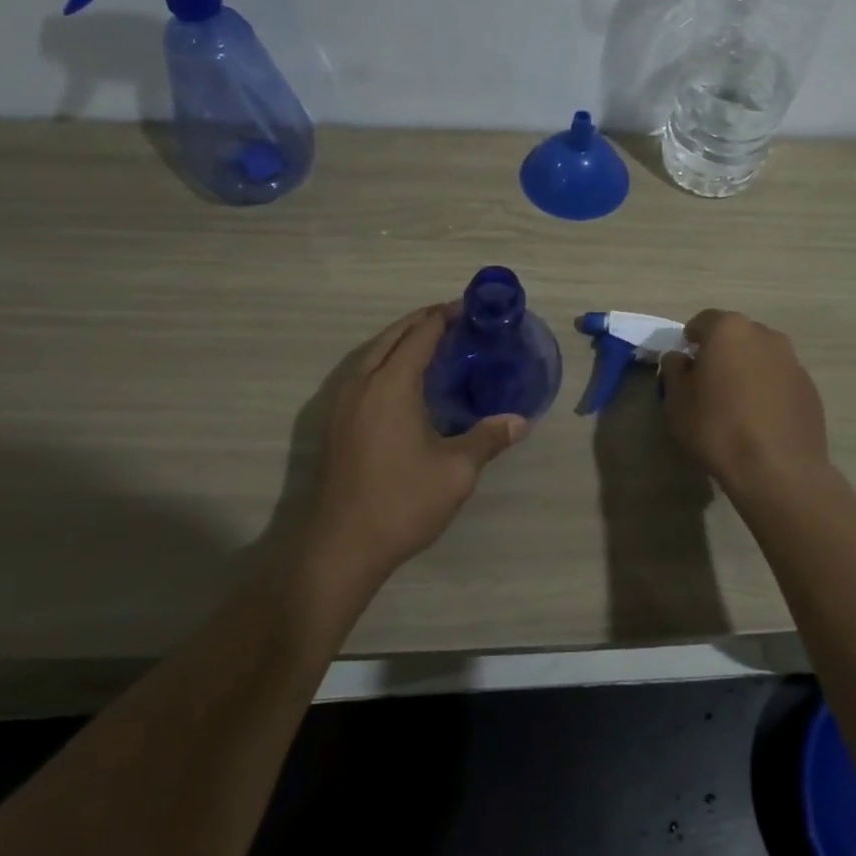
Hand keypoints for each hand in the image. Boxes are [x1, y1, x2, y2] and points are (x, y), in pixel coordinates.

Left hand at [308, 304, 526, 582]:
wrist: (341, 547)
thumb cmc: (402, 502)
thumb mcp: (457, 471)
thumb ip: (488, 438)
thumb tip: (520, 421)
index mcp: (391, 385)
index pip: (420, 334)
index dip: (445, 316)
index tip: (471, 309)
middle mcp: (362, 383)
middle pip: (393, 336)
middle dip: (423, 321)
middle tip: (457, 321)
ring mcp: (343, 403)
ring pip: (373, 353)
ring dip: (402, 340)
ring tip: (434, 344)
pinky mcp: (336, 423)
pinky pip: (364, 373)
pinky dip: (386, 361)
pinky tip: (406, 383)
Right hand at [661, 310, 830, 495]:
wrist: (778, 470)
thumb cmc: (718, 429)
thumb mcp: (677, 402)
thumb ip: (674, 370)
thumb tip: (679, 358)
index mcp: (729, 330)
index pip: (702, 322)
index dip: (690, 341)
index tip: (685, 365)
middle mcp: (765, 335)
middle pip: (736, 336)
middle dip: (721, 352)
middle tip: (709, 383)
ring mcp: (792, 361)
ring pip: (761, 356)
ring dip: (747, 370)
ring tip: (737, 403)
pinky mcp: (810, 388)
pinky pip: (780, 379)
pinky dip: (768, 389)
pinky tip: (760, 419)